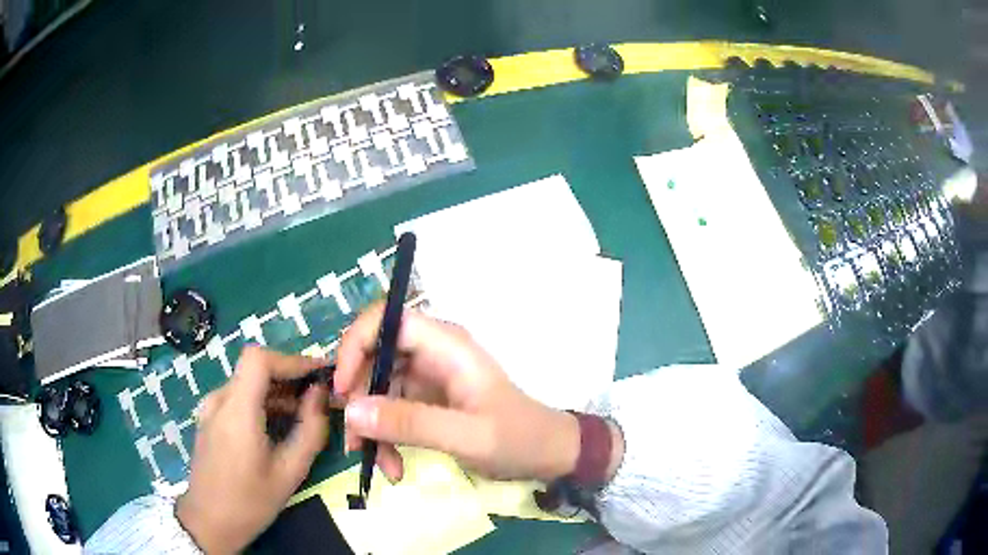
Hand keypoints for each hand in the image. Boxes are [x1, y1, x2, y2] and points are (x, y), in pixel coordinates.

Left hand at [176, 347, 329, 553]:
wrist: (209, 522)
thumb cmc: (250, 501)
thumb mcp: (289, 473)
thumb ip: (310, 431)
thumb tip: (321, 394)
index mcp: (237, 411)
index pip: (259, 358)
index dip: (291, 359)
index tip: (318, 374)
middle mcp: (219, 400)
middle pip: (255, 369)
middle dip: (290, 377)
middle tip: (319, 397)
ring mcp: (210, 408)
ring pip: (247, 383)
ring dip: (277, 391)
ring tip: (303, 414)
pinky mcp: (209, 418)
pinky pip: (238, 397)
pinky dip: (261, 402)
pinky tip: (277, 426)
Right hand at [335, 303, 579, 482]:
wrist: (547, 454)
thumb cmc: (517, 438)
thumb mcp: (466, 436)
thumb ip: (410, 423)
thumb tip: (351, 411)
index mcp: (446, 345)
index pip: (386, 320)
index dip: (355, 345)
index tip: (342, 388)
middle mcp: (431, 353)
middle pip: (373, 356)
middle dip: (358, 398)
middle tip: (354, 440)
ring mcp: (427, 376)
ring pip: (377, 388)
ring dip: (370, 426)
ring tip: (376, 463)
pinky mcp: (424, 399)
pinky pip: (389, 410)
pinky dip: (385, 437)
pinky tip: (394, 467)